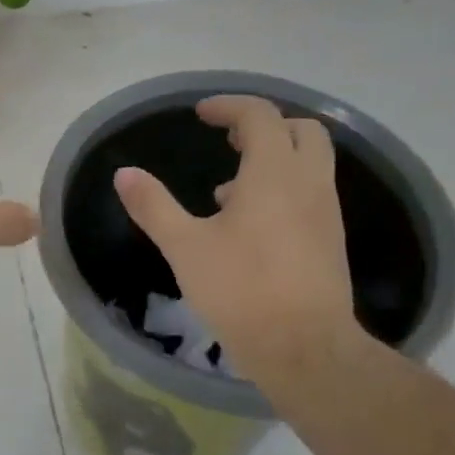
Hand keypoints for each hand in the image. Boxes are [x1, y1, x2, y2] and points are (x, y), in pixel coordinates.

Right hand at [113, 95, 361, 370]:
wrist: (305, 348)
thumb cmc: (241, 289)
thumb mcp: (185, 247)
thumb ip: (153, 206)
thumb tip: (123, 174)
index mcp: (274, 173)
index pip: (260, 116)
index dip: (229, 107)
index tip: (201, 115)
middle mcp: (309, 183)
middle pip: (300, 130)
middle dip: (264, 126)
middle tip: (228, 141)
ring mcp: (326, 212)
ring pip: (310, 163)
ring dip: (274, 160)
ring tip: (228, 191)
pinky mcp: (330, 240)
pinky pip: (310, 194)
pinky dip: (283, 189)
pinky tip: (249, 227)